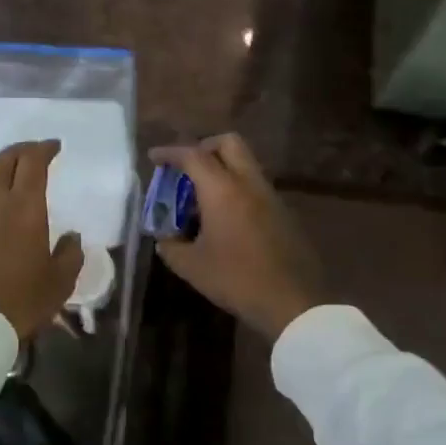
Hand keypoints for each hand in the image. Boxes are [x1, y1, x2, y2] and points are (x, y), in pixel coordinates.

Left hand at [0, 140, 83, 338]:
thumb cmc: (20, 303)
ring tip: (4, 169)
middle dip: (20, 150)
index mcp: (25, 208)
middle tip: (32, 152)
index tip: (54, 147)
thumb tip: (72, 236)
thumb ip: (70, 254)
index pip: (32, 162)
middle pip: (3, 160)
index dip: (44, 149)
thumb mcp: (59, 283)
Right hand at [147, 133, 323, 340]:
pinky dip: (236, 188)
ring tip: (202, 197)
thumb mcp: (191, 267)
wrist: (291, 301)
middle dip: (203, 147)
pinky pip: (254, 186)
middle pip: (228, 143)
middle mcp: (248, 183)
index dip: (170, 152)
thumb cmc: (235, 279)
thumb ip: (171, 246)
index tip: (154, 157)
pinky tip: (225, 217)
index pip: (193, 155)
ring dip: (222, 169)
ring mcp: (270, 196)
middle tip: (185, 168)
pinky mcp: (283, 212)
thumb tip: (165, 239)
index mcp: (222, 190)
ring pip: (245, 164)